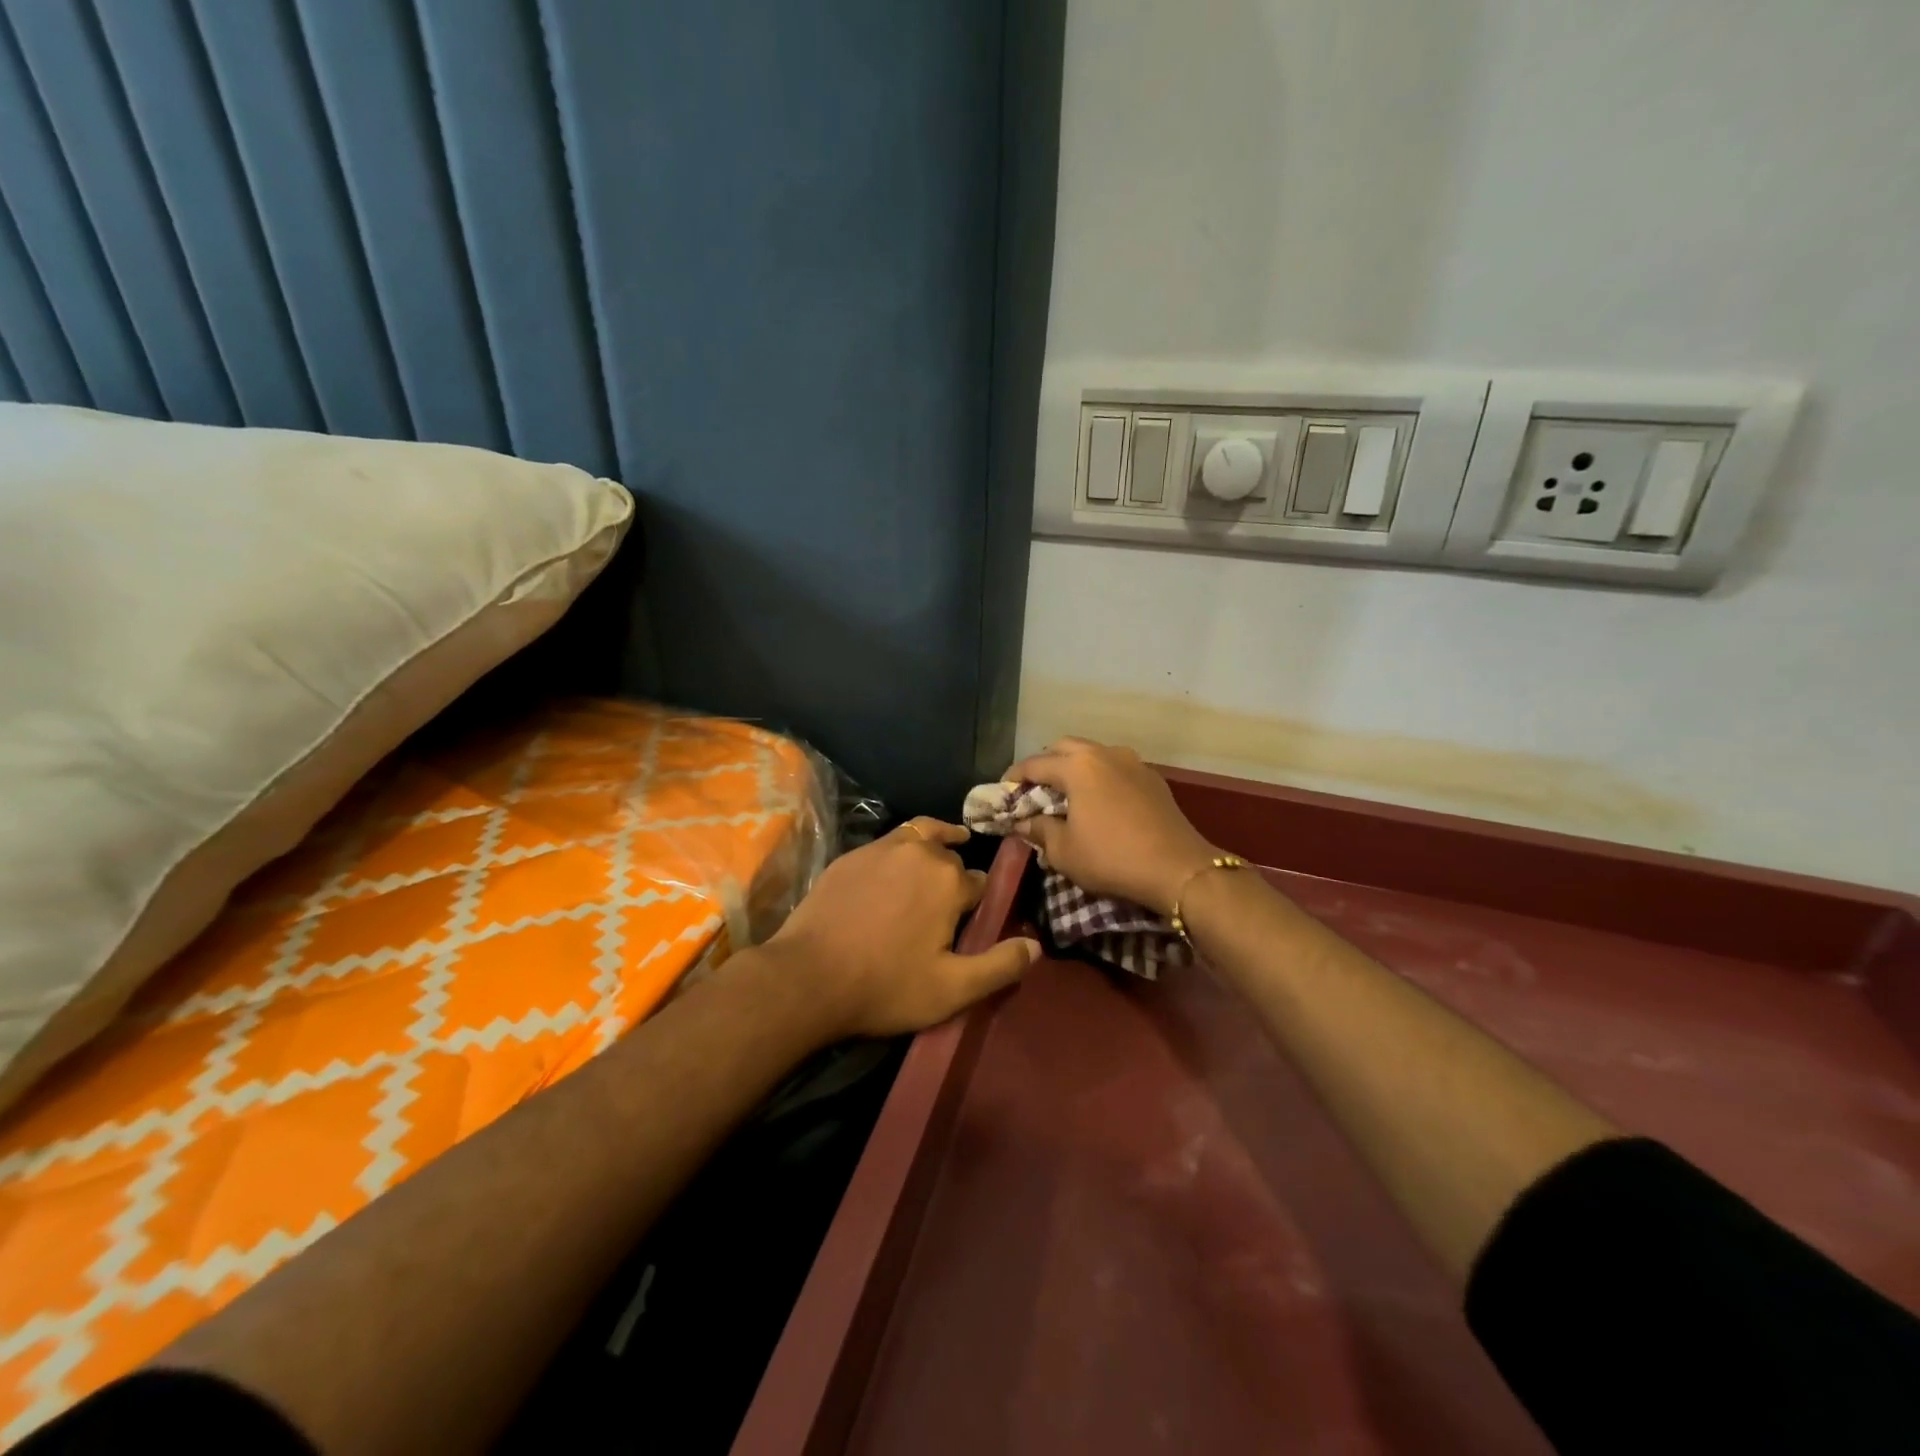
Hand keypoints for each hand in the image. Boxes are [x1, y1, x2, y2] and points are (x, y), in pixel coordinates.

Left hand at [765, 818, 1038, 1038]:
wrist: (807, 976)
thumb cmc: (886, 986)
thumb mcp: (952, 990)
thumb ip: (999, 966)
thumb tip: (1036, 945)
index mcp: (950, 881)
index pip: (980, 884)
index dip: (980, 904)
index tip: (973, 922)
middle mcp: (921, 853)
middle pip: (951, 858)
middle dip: (955, 876)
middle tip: (950, 904)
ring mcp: (881, 848)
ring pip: (921, 837)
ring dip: (935, 845)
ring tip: (942, 850)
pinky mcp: (851, 855)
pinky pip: (888, 843)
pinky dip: (901, 849)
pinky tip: (893, 869)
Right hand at [1007, 738, 1218, 915]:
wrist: (1178, 868)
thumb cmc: (1111, 858)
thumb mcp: (1064, 851)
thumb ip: (1038, 830)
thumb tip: (1022, 823)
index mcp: (1077, 766)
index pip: (1034, 764)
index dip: (1013, 778)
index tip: (1002, 792)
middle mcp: (1104, 754)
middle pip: (1064, 748)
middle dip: (1045, 765)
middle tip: (1035, 791)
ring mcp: (1133, 763)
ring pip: (1094, 754)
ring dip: (1075, 768)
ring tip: (1067, 795)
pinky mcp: (1153, 778)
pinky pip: (1116, 768)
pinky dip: (1100, 778)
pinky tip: (1099, 802)